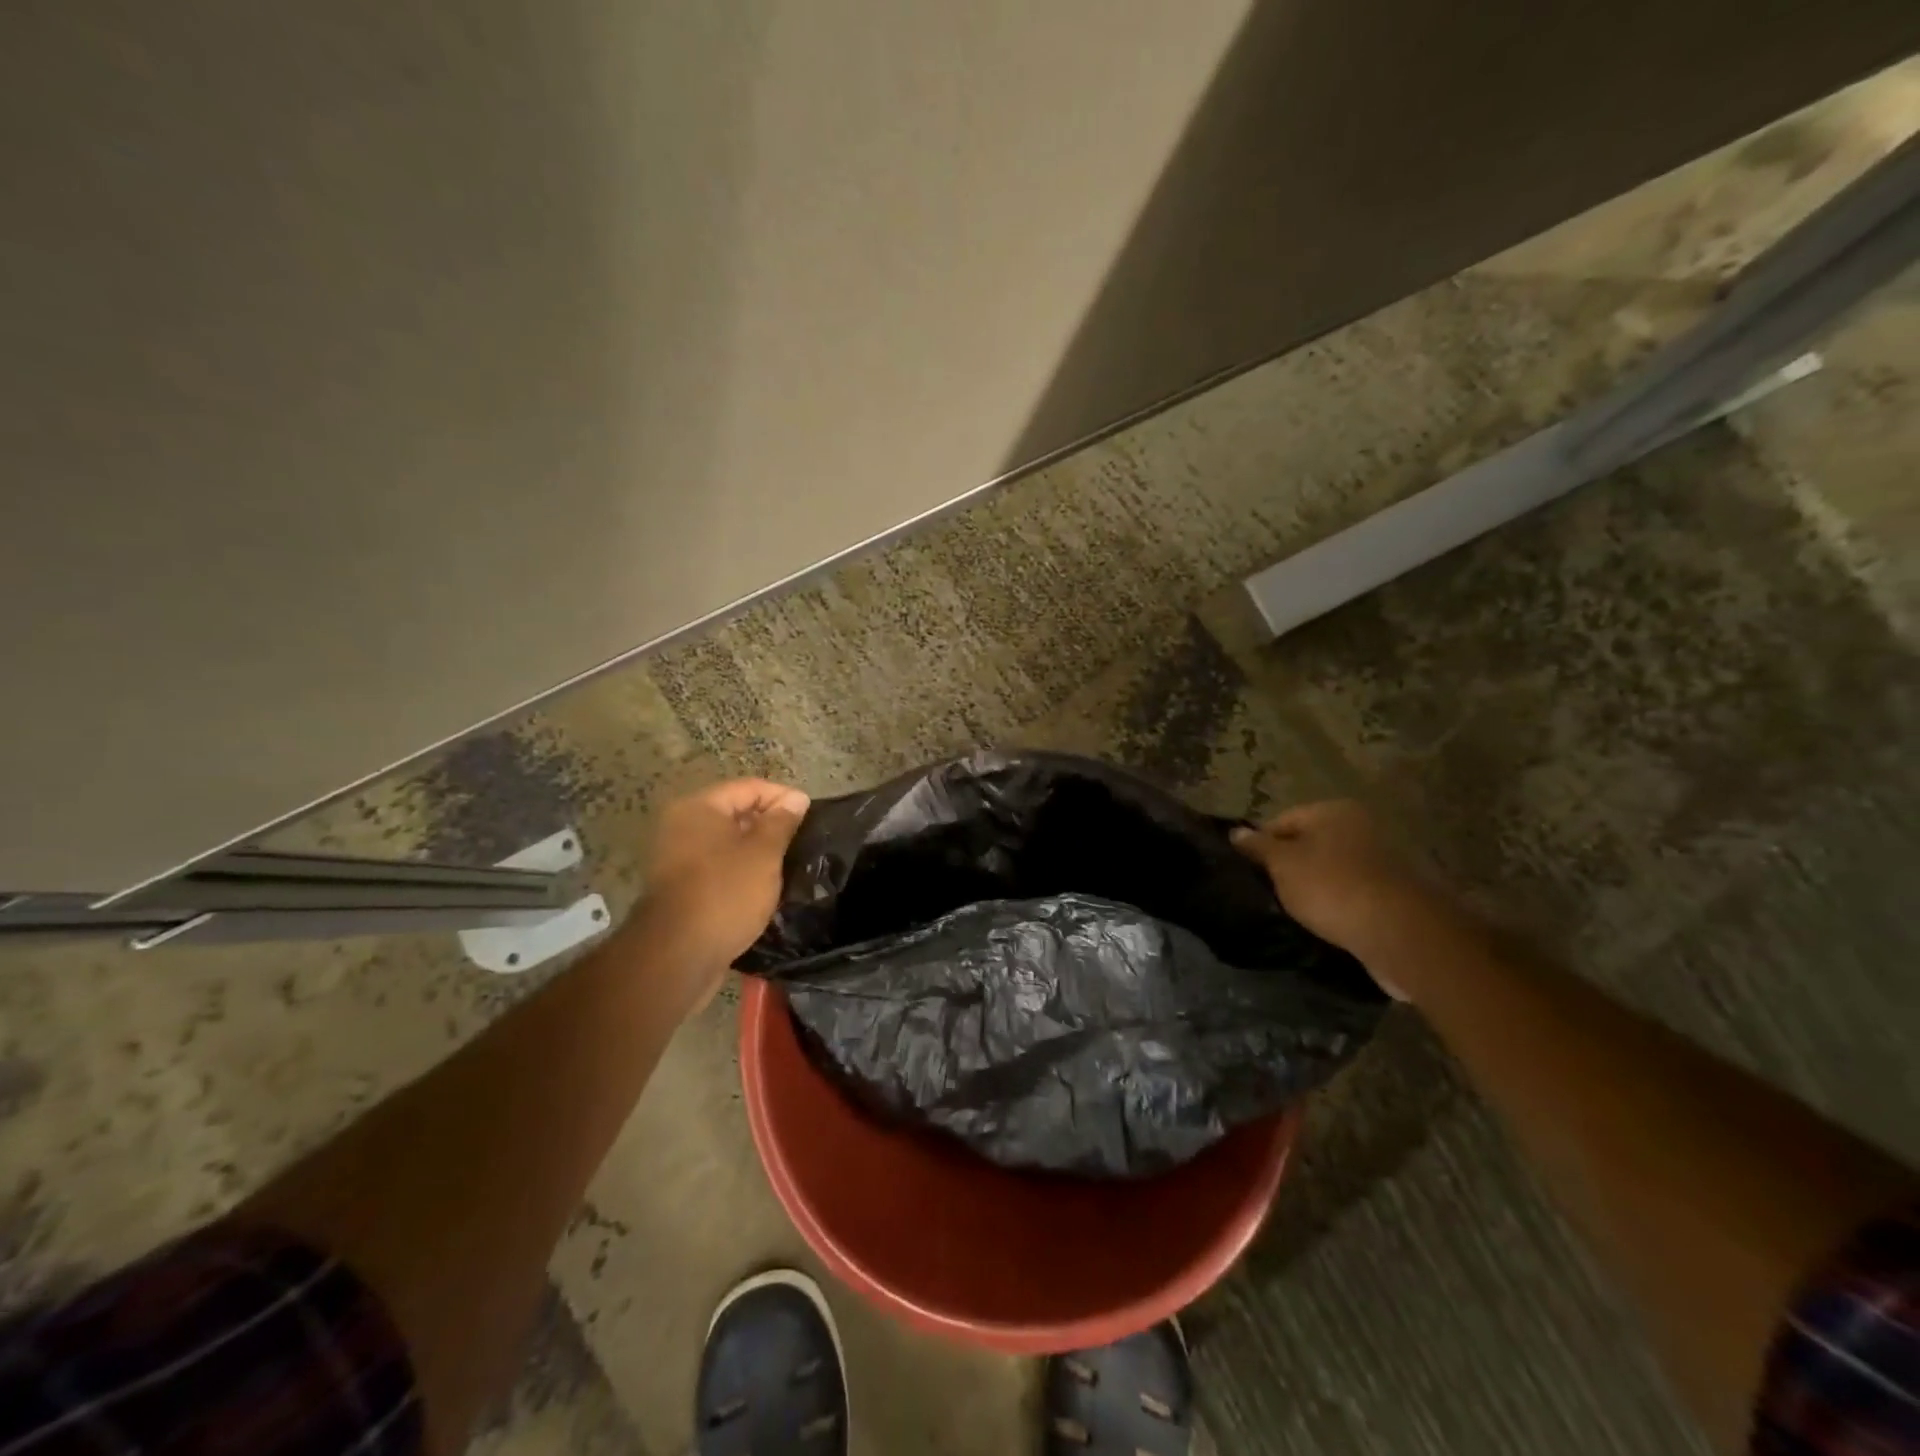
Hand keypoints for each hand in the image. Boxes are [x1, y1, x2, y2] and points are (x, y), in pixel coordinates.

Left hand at [630, 779, 809, 1008]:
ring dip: (756, 852)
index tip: (811, 817)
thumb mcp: (764, 853)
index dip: (783, 798)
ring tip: (786, 866)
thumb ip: (781, 821)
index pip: (750, 787)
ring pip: (726, 844)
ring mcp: (675, 859)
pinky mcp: (678, 889)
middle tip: (801, 843)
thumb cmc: (725, 893)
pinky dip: (739, 873)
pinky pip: (716, 869)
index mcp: (698, 807)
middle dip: (769, 826)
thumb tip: (795, 798)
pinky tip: (762, 889)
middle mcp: (680, 826)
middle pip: (735, 813)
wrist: (677, 956)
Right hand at [1231, 800, 1444, 998]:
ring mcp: (1381, 859)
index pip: (1282, 820)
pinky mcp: (1393, 892)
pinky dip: (1337, 902)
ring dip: (1313, 886)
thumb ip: (1257, 847)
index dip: (1260, 845)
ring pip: (1330, 868)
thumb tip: (1236, 832)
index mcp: (1333, 810)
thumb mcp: (1282, 864)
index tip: (1249, 872)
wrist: (1399, 932)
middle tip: (1268, 891)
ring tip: (1294, 909)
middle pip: (1309, 843)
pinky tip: (1324, 920)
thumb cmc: (1331, 887)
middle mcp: (1361, 826)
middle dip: (1288, 866)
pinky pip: (1352, 891)